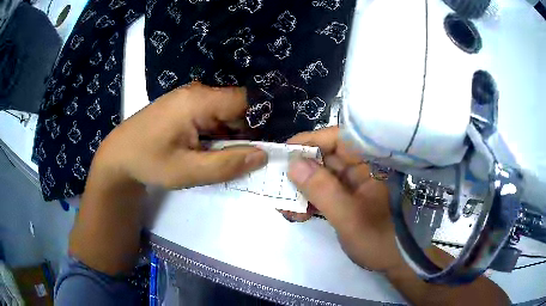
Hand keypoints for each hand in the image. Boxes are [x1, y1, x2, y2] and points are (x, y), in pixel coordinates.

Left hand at [94, 82, 267, 188]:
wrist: (118, 156)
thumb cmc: (149, 162)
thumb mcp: (188, 171)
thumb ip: (227, 164)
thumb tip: (263, 155)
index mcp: (198, 101)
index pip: (245, 101)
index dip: (262, 120)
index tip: (269, 145)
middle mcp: (197, 93)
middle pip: (236, 108)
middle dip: (245, 132)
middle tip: (247, 159)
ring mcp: (189, 99)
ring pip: (224, 114)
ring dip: (230, 135)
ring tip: (227, 158)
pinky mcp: (184, 107)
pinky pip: (210, 117)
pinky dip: (217, 134)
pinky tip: (210, 151)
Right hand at [286, 127, 404, 272]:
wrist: (396, 262)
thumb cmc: (380, 239)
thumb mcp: (349, 216)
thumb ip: (322, 190)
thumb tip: (293, 164)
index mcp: (369, 164)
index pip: (339, 139)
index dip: (310, 141)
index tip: (284, 152)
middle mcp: (361, 170)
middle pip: (325, 158)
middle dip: (300, 172)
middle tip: (278, 186)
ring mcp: (353, 186)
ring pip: (321, 177)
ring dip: (301, 190)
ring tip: (286, 209)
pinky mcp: (347, 201)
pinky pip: (323, 194)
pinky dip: (308, 202)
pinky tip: (297, 215)